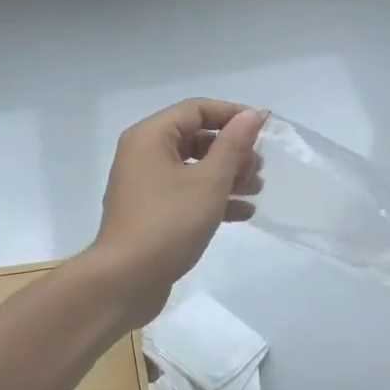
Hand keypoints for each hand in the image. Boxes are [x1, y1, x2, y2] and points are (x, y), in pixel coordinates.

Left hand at [87, 99, 266, 325]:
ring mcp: (145, 184)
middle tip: (259, 168)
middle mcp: (143, 154)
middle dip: (231, 150)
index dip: (232, 115)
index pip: (196, 109)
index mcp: (150, 137)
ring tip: (257, 190)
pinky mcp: (151, 211)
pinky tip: (242, 213)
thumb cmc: (168, 223)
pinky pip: (186, 193)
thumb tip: (253, 114)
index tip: (264, 129)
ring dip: (227, 175)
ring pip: (193, 167)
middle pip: (195, 138)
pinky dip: (212, 197)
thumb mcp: (209, 181)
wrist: (126, 280)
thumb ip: (233, 145)